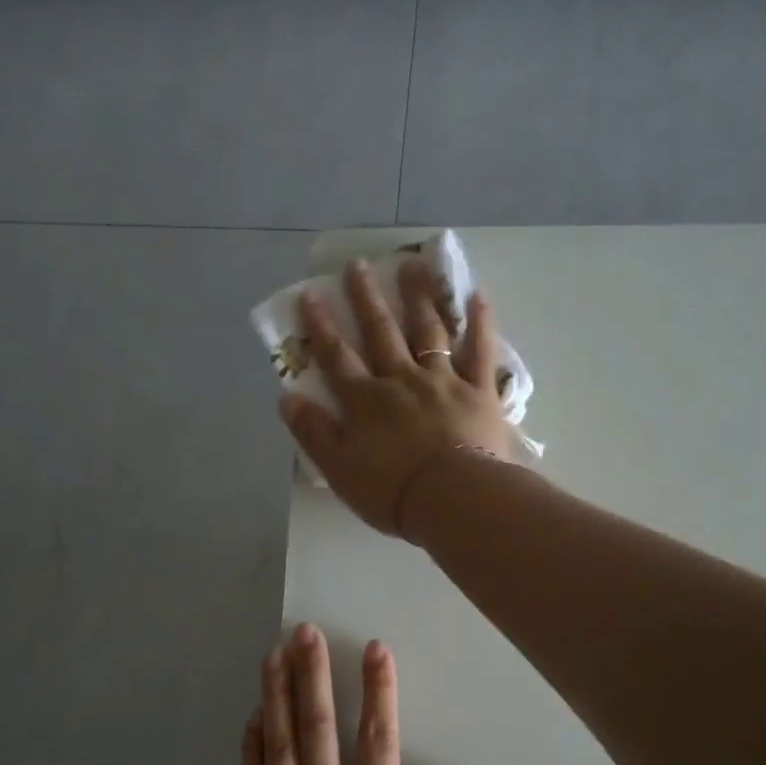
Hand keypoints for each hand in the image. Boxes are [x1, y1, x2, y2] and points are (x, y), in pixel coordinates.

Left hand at [235, 623, 477, 764]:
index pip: (379, 738)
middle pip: (319, 728)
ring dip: (276, 696)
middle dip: (313, 674)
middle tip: (305, 631)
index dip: (379, 688)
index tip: (374, 648)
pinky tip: (252, 717)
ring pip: (278, 747)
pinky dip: (251, 747)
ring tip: (273, 654)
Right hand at [280, 259, 518, 539]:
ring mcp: (442, 380)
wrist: (453, 499)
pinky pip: (479, 351)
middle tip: (358, 265)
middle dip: (366, 298)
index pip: (337, 357)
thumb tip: (286, 399)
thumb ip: (313, 432)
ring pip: (428, 331)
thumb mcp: (338, 469)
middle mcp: (401, 379)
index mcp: (365, 400)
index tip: (311, 295)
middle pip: (381, 333)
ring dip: (417, 297)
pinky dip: (479, 323)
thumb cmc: (392, 491)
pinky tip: (477, 296)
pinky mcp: (478, 391)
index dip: (321, 326)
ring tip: (411, 265)